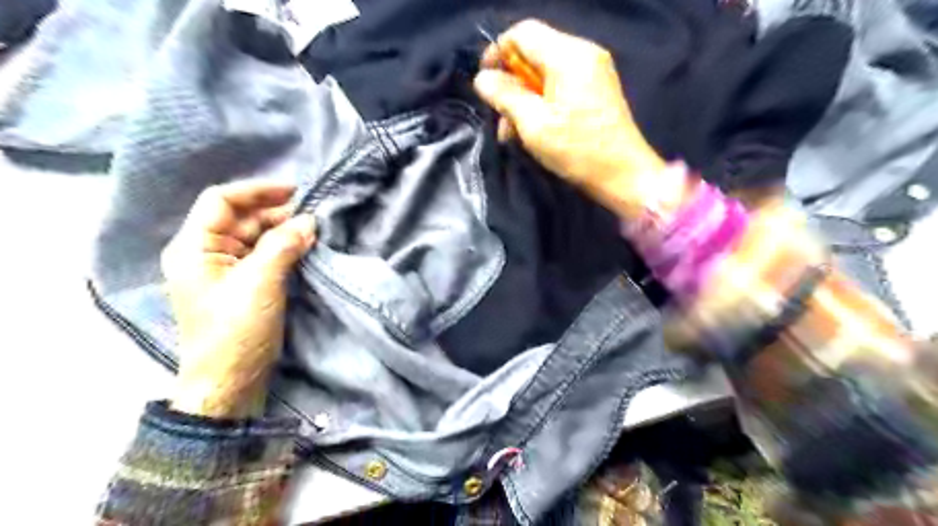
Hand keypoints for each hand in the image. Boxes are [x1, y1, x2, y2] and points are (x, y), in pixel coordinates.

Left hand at [163, 182, 317, 418]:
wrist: (229, 382)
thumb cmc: (236, 330)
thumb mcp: (261, 282)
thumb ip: (283, 245)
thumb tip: (309, 220)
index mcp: (194, 247)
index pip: (221, 201)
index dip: (257, 191)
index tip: (295, 191)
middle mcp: (204, 253)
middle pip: (240, 219)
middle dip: (275, 214)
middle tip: (311, 217)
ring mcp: (223, 270)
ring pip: (254, 237)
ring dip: (282, 232)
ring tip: (312, 232)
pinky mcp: (241, 285)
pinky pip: (262, 256)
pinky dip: (282, 249)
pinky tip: (303, 248)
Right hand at [476, 19, 666, 215]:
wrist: (623, 174)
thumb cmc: (577, 149)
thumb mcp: (534, 124)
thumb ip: (505, 95)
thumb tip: (482, 78)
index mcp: (568, 55)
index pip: (523, 33)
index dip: (497, 52)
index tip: (485, 82)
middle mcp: (583, 54)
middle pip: (534, 52)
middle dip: (511, 82)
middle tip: (499, 115)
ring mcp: (592, 72)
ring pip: (544, 72)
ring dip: (524, 98)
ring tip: (511, 131)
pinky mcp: (595, 90)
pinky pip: (559, 85)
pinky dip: (541, 103)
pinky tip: (532, 130)